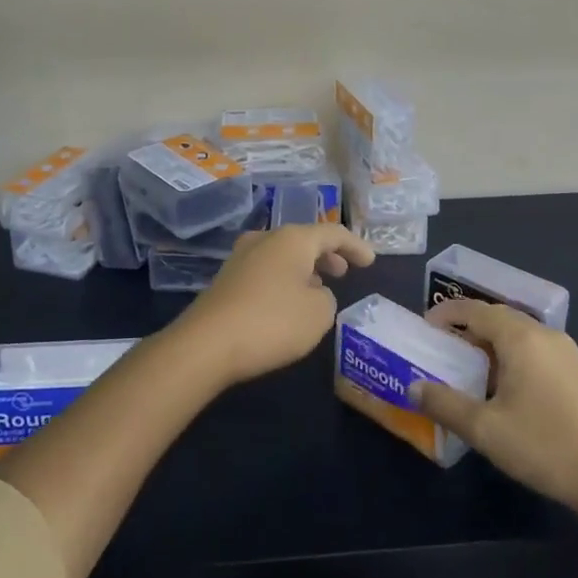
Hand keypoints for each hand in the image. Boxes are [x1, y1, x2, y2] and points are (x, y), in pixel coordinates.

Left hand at [176, 224, 374, 386]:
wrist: (207, 344)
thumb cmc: (272, 322)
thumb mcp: (318, 313)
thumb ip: (326, 297)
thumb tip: (312, 291)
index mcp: (292, 239)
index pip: (333, 233)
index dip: (355, 246)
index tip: (371, 261)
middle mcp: (265, 239)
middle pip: (304, 239)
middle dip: (327, 254)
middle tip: (344, 271)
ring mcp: (241, 257)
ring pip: (282, 254)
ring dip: (304, 267)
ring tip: (319, 286)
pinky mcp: (226, 279)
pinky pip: (266, 270)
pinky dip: (284, 279)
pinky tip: (288, 300)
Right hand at [415, 300, 577, 523]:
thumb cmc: (544, 446)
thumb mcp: (485, 429)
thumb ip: (444, 404)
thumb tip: (413, 388)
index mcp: (521, 337)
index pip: (475, 310)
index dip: (446, 314)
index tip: (424, 329)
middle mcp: (545, 335)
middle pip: (498, 317)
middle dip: (467, 327)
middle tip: (442, 348)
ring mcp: (566, 353)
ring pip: (518, 334)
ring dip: (490, 343)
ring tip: (467, 367)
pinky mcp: (577, 373)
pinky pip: (535, 350)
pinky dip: (510, 356)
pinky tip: (502, 387)